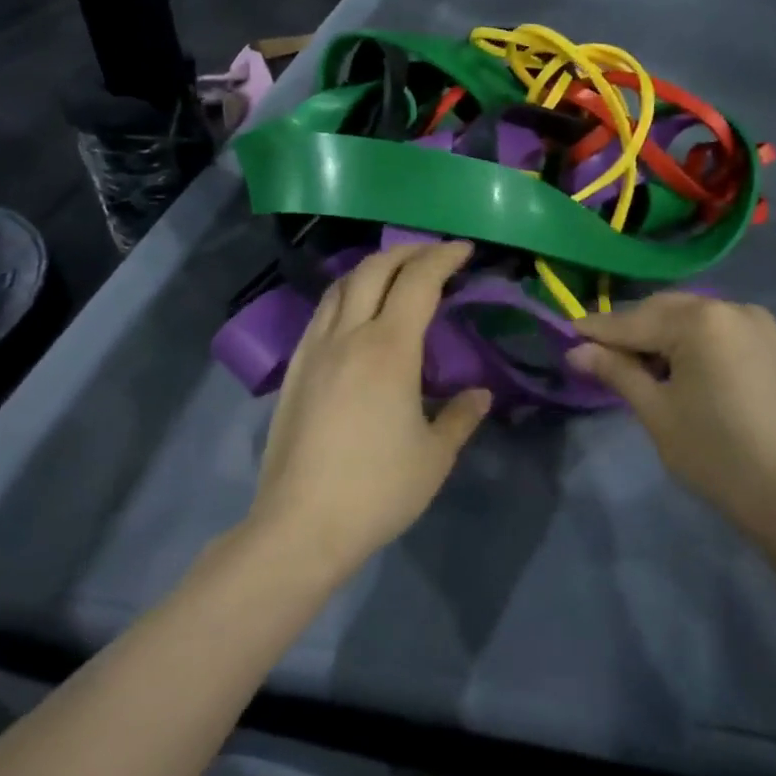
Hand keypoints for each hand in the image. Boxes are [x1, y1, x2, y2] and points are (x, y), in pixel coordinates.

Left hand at [248, 242, 490, 574]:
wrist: (300, 525)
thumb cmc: (377, 490)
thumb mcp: (435, 457)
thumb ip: (461, 417)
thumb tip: (480, 394)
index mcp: (389, 349)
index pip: (418, 282)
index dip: (443, 258)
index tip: (464, 250)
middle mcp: (349, 336)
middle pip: (375, 270)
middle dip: (408, 251)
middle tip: (435, 254)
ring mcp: (315, 350)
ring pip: (341, 285)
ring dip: (372, 268)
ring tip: (396, 273)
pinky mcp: (295, 370)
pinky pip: (321, 312)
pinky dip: (345, 293)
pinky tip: (355, 312)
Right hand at [568, 294, 775, 545]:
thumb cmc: (717, 455)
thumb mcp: (657, 414)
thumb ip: (617, 372)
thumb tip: (577, 352)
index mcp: (701, 321)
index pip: (634, 321)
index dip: (597, 330)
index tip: (566, 333)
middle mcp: (733, 308)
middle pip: (666, 311)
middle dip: (632, 330)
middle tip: (600, 353)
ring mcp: (762, 326)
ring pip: (696, 319)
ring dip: (665, 335)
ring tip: (643, 367)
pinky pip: (724, 333)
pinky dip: (697, 344)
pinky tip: (686, 371)